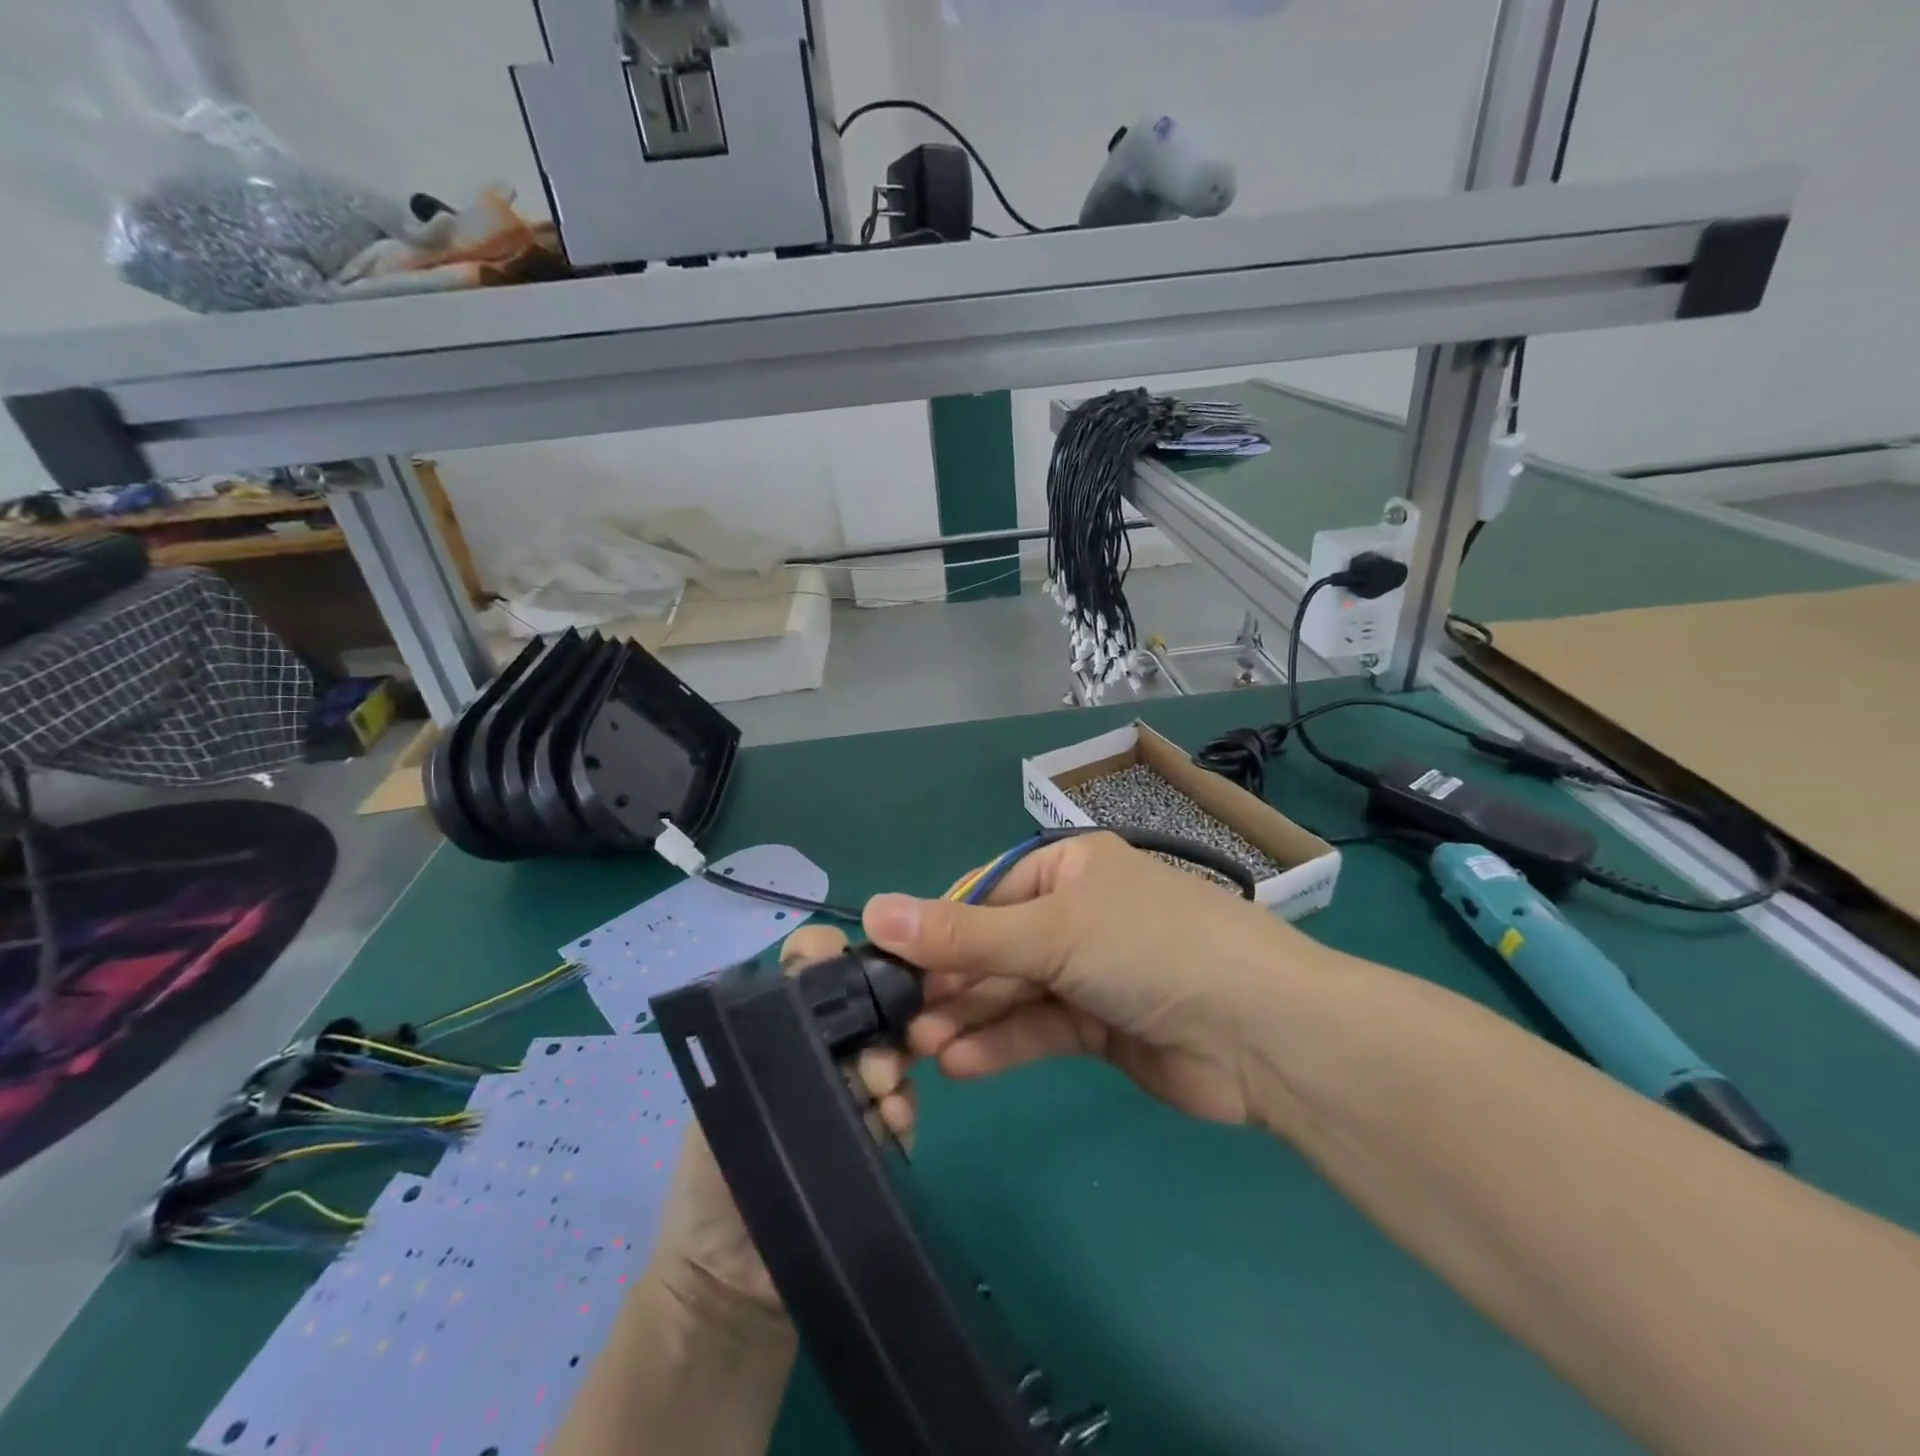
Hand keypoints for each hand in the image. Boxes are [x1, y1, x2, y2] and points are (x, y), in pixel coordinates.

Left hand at [648, 924, 917, 1316]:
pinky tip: (893, 1121)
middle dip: (874, 1015)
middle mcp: (822, 1051)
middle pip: (862, 1004)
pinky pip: (904, 1102)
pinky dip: (903, 1105)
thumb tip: (807, 982)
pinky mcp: (882, 1134)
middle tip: (870, 1059)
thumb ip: (761, 1036)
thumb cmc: (713, 1178)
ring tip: (881, 1096)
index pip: (807, 971)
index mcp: (779, 1032)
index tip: (836, 959)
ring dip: (891, 1064)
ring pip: (890, 1049)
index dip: (823, 955)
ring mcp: (857, 1091)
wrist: (734, 1283)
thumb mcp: (724, 1092)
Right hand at [866, 832, 1312, 1125]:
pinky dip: (1002, 1044)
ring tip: (921, 1049)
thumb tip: (875, 912)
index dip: (938, 930)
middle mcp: (1076, 914)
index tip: (890, 967)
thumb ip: (964, 934)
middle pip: (995, 946)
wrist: (1262, 1033)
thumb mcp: (1051, 932)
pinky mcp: (1099, 1026)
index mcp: (1068, 869)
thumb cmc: (1150, 949)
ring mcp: (1088, 972)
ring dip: (969, 1017)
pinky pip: (1038, 1028)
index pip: (984, 894)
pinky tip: (961, 1064)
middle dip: (951, 982)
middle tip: (899, 1023)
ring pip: (1012, 991)